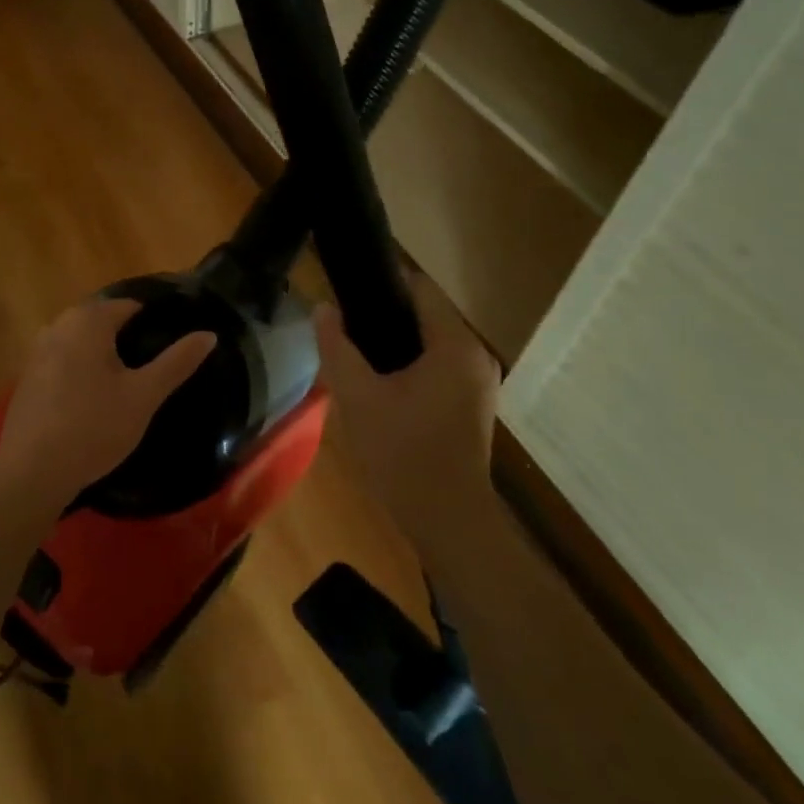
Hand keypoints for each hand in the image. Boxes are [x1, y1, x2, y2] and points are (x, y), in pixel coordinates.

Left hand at [0, 299, 215, 509]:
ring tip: (129, 380)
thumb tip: (209, 335)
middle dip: (127, 336)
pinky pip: (63, 360)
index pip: (129, 305)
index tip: (172, 340)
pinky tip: (94, 397)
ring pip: (81, 341)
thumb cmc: (94, 427)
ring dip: (103, 353)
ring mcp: (38, 351)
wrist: (31, 471)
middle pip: (102, 320)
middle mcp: (58, 325)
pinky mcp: (27, 377)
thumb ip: (177, 362)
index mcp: (88, 321)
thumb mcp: (143, 396)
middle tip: (154, 364)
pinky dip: (81, 369)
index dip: (154, 320)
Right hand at [312, 273, 500, 545]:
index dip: (382, 282)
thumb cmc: (403, 454)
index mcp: (455, 345)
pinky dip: (413, 365)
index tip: (347, 292)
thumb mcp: (357, 397)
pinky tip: (382, 384)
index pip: (420, 288)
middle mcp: (476, 355)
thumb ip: (337, 347)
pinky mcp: (475, 404)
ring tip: (357, 355)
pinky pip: (440, 366)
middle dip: (385, 316)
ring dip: (397, 343)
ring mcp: (480, 382)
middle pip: (427, 314)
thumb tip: (323, 308)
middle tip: (344, 329)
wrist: (447, 520)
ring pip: (433, 342)